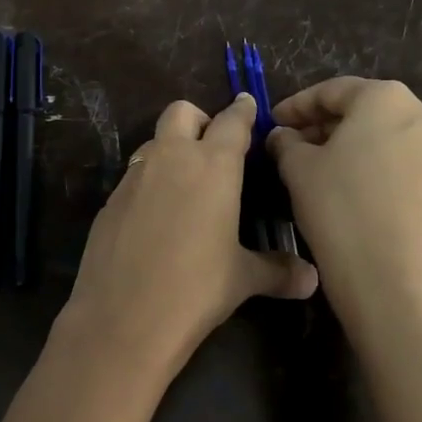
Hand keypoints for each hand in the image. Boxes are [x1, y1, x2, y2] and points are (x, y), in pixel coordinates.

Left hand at [52, 93, 317, 389]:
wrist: (123, 317)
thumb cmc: (195, 289)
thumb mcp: (242, 278)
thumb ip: (277, 271)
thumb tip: (312, 279)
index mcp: (212, 166)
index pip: (232, 122)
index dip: (243, 111)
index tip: (248, 104)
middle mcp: (170, 159)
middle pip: (181, 112)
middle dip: (198, 120)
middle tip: (212, 147)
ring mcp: (134, 177)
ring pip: (153, 143)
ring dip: (170, 151)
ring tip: (185, 185)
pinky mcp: (109, 201)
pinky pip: (133, 177)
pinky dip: (148, 184)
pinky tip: (155, 218)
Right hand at [266, 77, 421, 316]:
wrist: (394, 280)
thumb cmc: (340, 208)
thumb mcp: (298, 168)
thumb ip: (286, 142)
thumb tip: (283, 136)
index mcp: (387, 100)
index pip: (332, 91)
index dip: (296, 106)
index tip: (272, 123)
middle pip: (363, 111)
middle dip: (323, 126)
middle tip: (290, 145)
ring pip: (382, 139)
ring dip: (347, 147)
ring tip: (313, 170)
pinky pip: (399, 166)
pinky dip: (370, 169)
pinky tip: (345, 193)